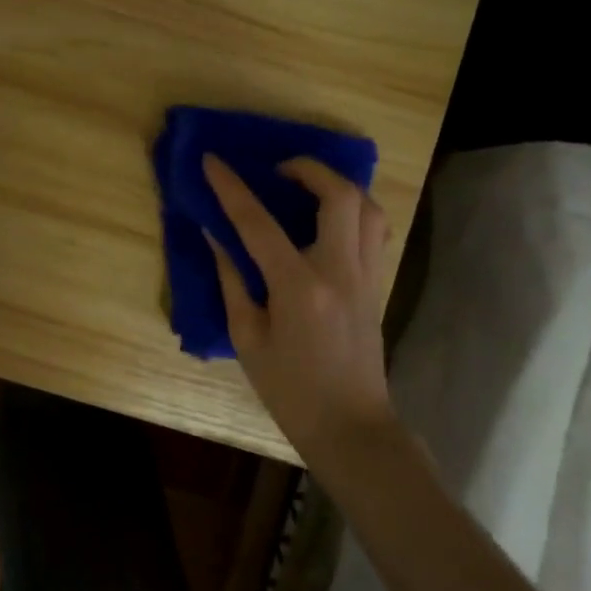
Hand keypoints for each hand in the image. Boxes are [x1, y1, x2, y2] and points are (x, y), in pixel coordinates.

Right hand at [203, 154, 394, 464]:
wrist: (351, 428)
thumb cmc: (291, 390)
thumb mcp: (247, 339)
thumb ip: (231, 280)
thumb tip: (215, 235)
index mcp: (299, 288)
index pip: (258, 223)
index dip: (231, 188)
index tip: (212, 161)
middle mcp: (339, 272)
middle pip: (339, 196)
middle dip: (308, 169)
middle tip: (278, 171)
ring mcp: (366, 276)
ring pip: (368, 207)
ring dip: (338, 185)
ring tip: (307, 187)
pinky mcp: (377, 284)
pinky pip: (374, 230)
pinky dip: (354, 210)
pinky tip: (329, 219)